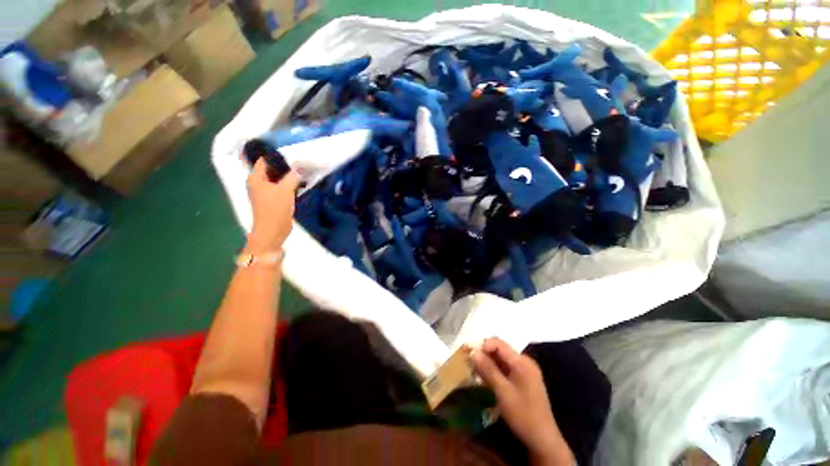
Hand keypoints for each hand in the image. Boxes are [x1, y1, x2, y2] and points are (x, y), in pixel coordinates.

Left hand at [246, 158, 299, 252]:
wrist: (273, 232)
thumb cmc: (275, 210)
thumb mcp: (285, 190)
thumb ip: (293, 176)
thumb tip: (301, 166)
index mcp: (255, 178)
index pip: (265, 160)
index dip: (278, 156)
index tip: (293, 153)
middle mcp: (258, 183)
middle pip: (273, 169)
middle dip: (286, 166)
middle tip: (302, 162)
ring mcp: (266, 192)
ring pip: (278, 179)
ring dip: (289, 176)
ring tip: (304, 171)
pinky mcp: (274, 200)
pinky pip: (282, 187)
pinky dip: (290, 184)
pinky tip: (301, 183)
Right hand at [470, 338, 573, 465]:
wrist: (543, 439)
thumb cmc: (523, 415)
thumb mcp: (502, 392)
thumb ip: (487, 369)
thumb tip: (472, 351)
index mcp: (521, 361)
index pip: (498, 343)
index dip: (482, 345)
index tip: (468, 353)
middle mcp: (524, 361)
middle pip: (500, 349)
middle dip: (483, 353)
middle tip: (469, 362)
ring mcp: (526, 369)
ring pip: (502, 358)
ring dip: (488, 362)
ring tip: (474, 369)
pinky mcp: (524, 378)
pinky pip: (506, 367)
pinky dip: (495, 369)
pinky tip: (485, 377)